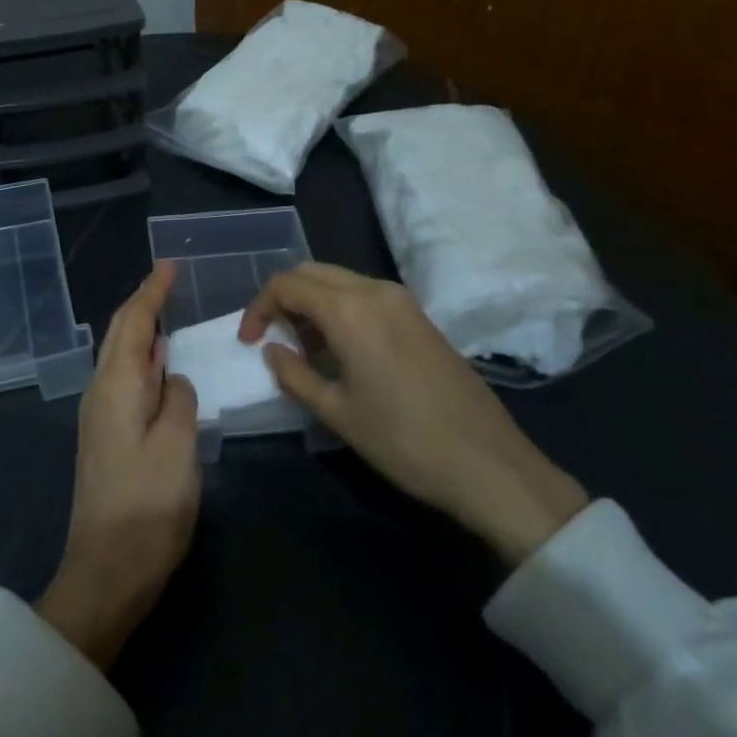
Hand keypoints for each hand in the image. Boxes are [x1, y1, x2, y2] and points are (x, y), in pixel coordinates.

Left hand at [36, 262, 200, 669]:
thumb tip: (172, 378)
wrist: (107, 570)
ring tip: (167, 314)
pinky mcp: (106, 439)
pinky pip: (124, 381)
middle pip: (119, 335)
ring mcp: (99, 417)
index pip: (133, 323)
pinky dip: (142, 361)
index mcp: (116, 386)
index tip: (169, 265)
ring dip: (141, 331)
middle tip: (169, 281)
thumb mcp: (177, 446)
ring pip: (120, 357)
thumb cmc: (147, 505)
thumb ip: (178, 399)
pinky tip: (160, 367)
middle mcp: (100, 393)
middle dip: (142, 304)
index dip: (152, 292)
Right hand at [241, 263, 586, 566]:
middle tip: (271, 339)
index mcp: (350, 310)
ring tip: (302, 350)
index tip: (249, 342)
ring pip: (340, 281)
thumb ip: (294, 374)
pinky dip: (340, 310)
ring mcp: (402, 301)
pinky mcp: (419, 317)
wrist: (487, 462)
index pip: (287, 285)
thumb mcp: (337, 412)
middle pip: (312, 273)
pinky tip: (339, 350)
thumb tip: (272, 351)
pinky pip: (365, 296)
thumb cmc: (403, 440)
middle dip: (283, 299)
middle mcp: (375, 291)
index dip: (259, 308)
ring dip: (312, 304)